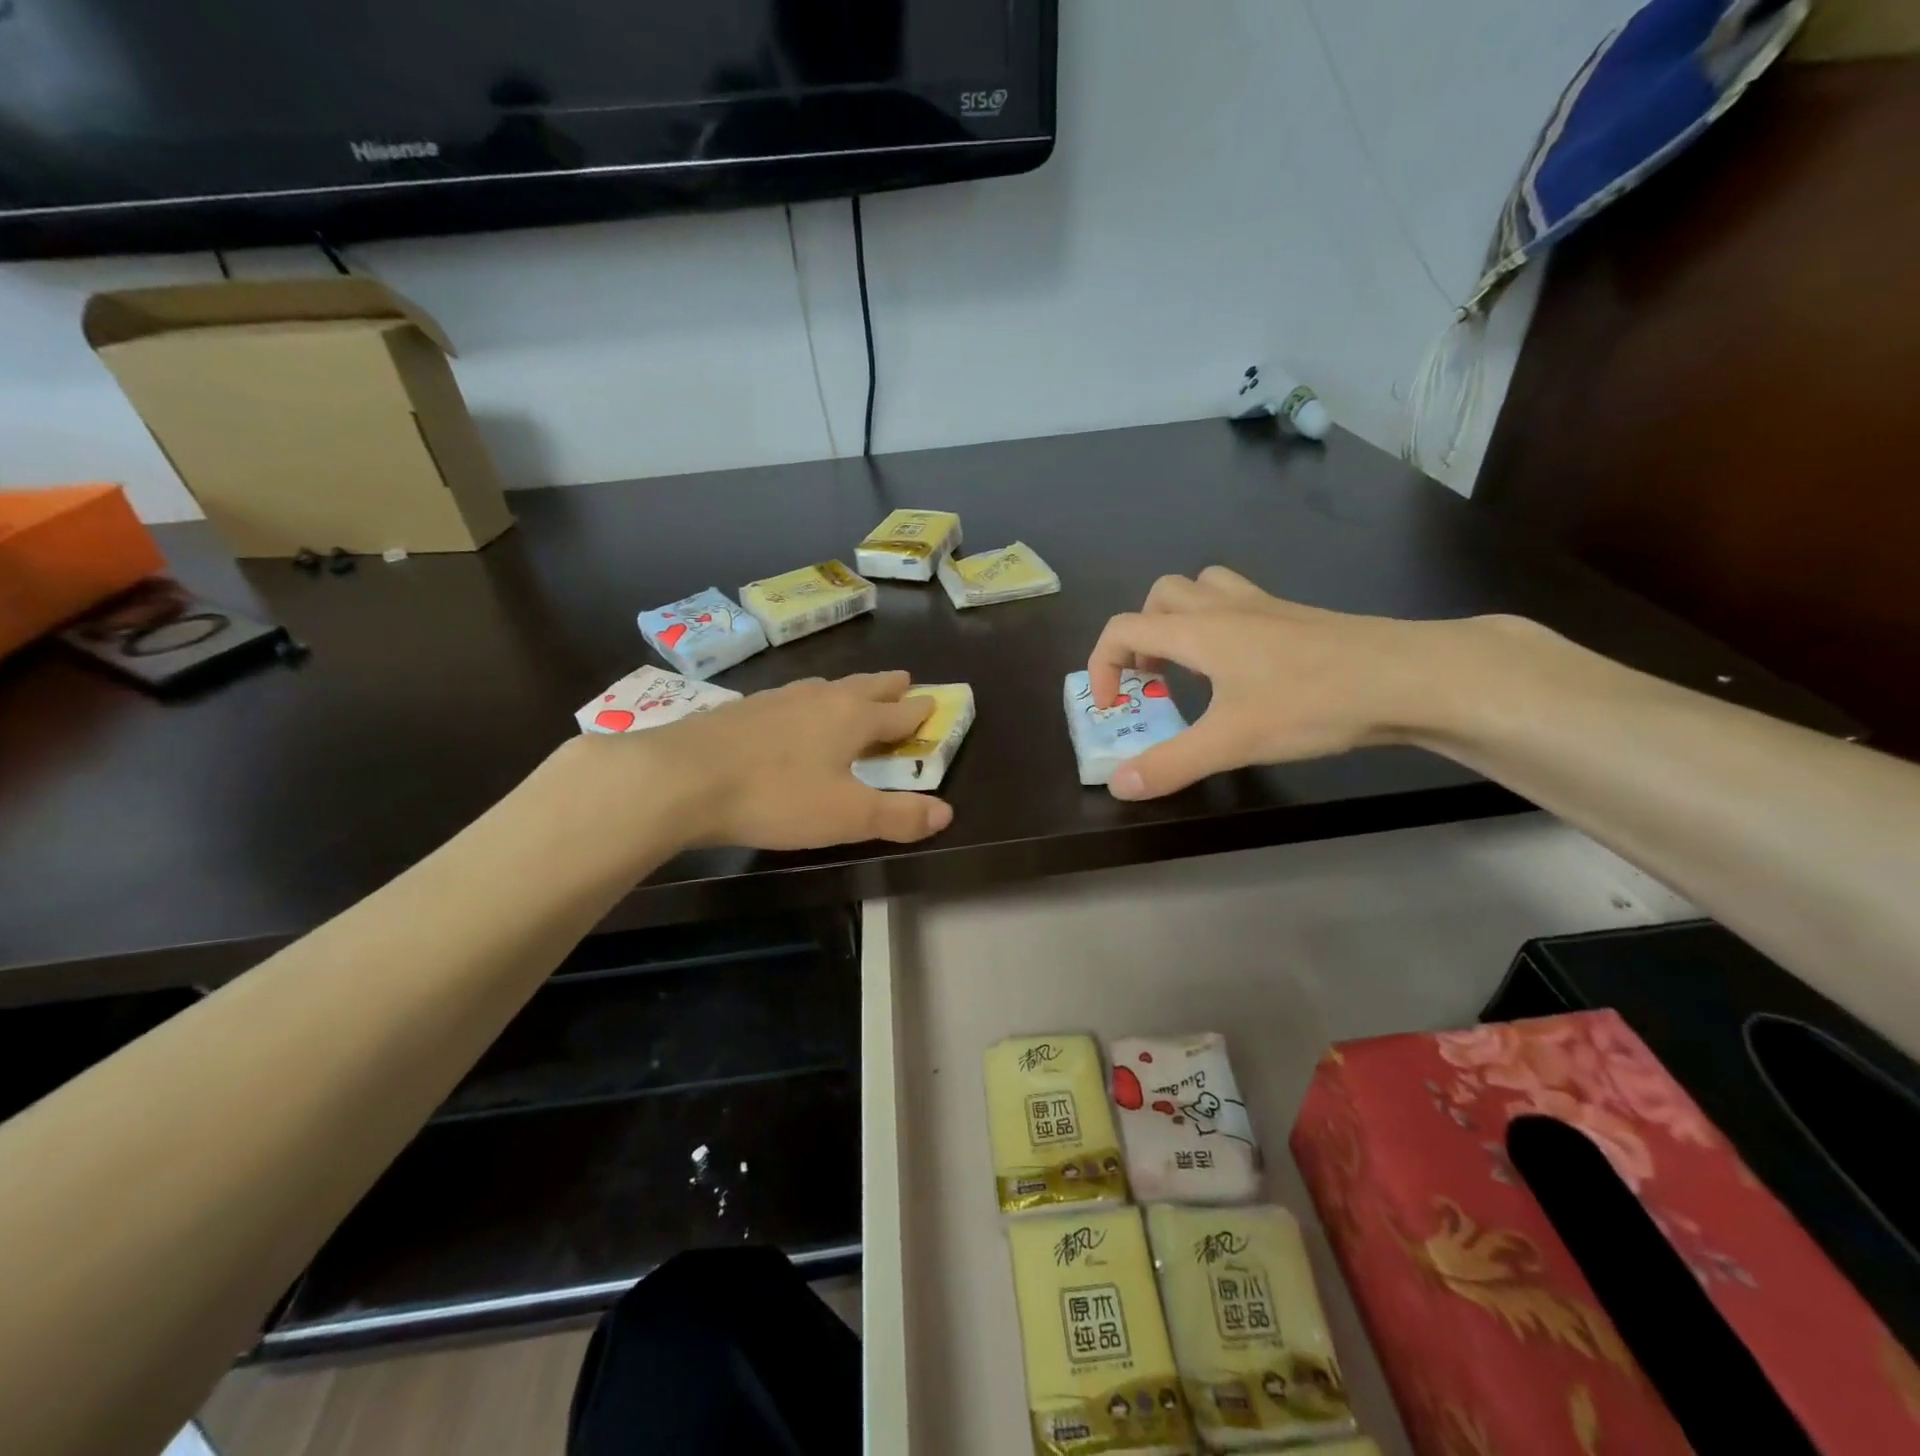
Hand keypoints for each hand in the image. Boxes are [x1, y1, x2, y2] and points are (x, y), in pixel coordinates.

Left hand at [565, 671, 953, 851]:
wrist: (682, 778)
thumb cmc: (777, 796)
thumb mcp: (846, 816)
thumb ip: (898, 816)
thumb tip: (946, 812)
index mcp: (852, 719)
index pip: (898, 712)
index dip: (920, 711)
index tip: (935, 702)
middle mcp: (820, 699)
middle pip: (864, 687)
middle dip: (888, 686)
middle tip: (905, 679)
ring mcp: (777, 699)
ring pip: (824, 687)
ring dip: (847, 689)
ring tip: (851, 691)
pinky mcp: (742, 709)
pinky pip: (789, 697)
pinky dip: (806, 701)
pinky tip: (790, 711)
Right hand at [1087, 567, 1475, 799]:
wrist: (1406, 676)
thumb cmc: (1311, 702)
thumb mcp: (1231, 741)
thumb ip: (1170, 764)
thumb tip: (1118, 785)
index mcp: (1198, 631)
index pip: (1123, 629)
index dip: (1101, 666)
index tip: (1110, 707)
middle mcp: (1225, 608)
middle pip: (1159, 597)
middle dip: (1140, 636)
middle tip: (1150, 680)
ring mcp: (1265, 607)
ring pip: (1202, 589)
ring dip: (1180, 620)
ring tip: (1189, 666)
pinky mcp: (1296, 618)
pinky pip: (1240, 603)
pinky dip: (1221, 626)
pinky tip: (1242, 669)